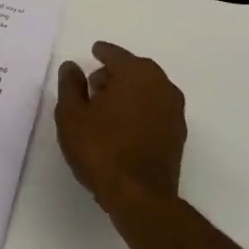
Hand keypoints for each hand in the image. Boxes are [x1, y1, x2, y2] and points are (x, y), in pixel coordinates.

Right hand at [56, 42, 186, 215]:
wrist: (140, 197)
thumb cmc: (101, 149)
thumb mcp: (72, 115)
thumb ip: (70, 85)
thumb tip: (72, 66)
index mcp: (136, 73)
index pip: (116, 55)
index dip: (102, 52)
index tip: (94, 51)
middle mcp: (161, 85)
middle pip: (135, 70)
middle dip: (115, 73)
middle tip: (94, 84)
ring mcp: (174, 111)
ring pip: (148, 89)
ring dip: (129, 92)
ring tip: (106, 108)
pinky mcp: (178, 134)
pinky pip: (155, 109)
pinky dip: (140, 109)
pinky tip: (124, 125)